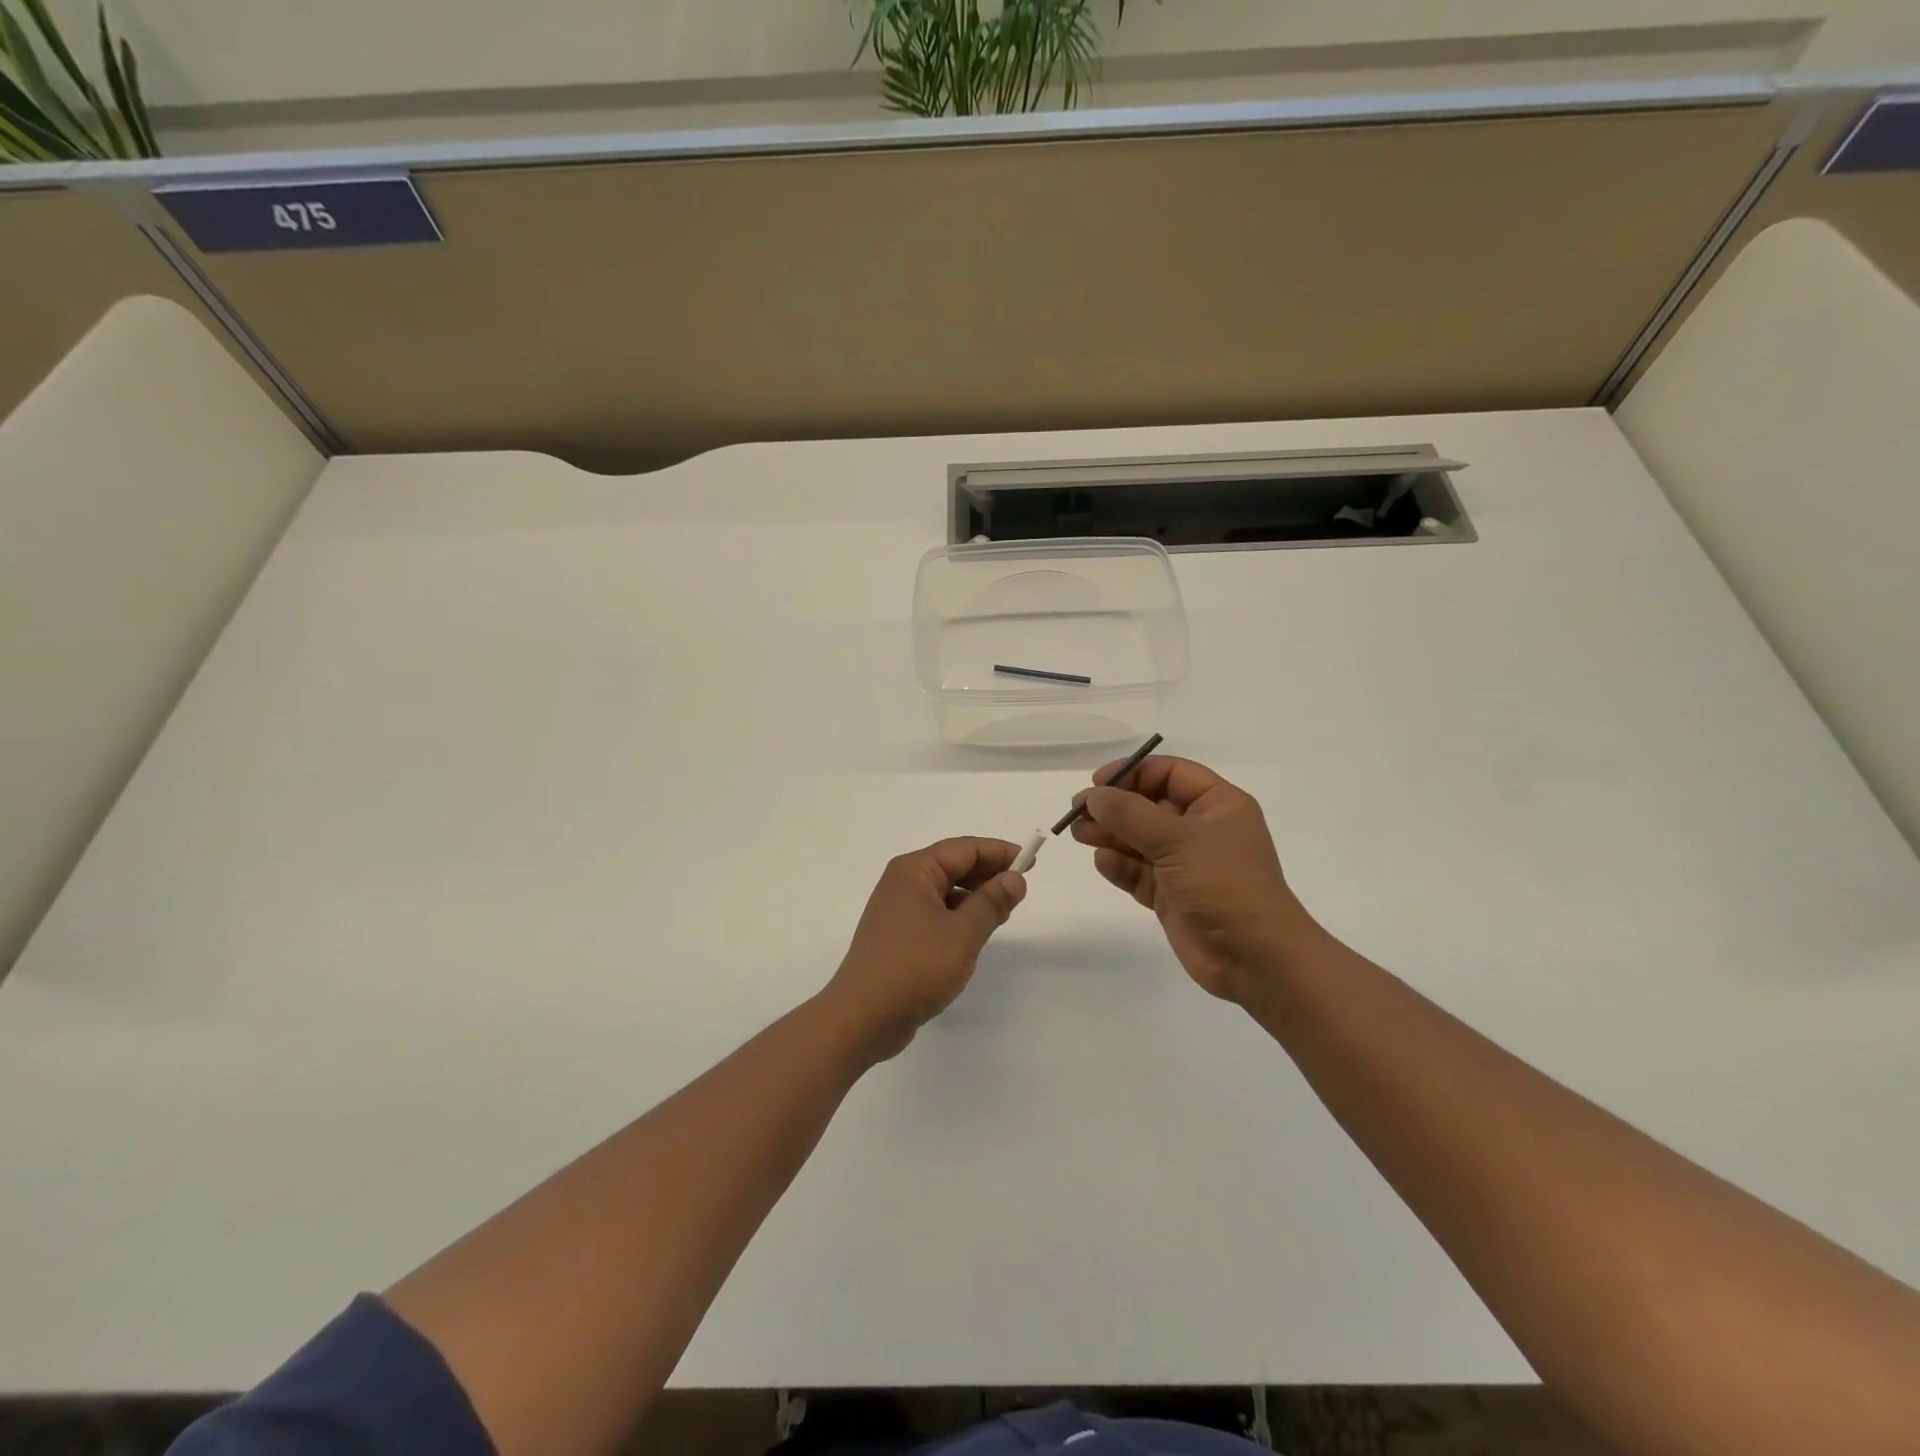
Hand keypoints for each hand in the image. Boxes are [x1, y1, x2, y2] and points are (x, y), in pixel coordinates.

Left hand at [825, 837, 1026, 1059]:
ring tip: (1004, 911)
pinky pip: (935, 913)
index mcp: (914, 871)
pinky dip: (958, 916)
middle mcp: (902, 882)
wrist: (862, 1017)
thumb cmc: (915, 967)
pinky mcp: (898, 935)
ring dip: (974, 896)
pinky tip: (976, 933)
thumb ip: (991, 902)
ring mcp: (897, 910)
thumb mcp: (963, 933)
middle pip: (953, 866)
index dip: (999, 853)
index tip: (1030, 863)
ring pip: (945, 891)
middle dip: (988, 873)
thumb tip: (1014, 878)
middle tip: (1021, 888)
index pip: (964, 849)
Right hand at [1070, 756, 1315, 1004]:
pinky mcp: (1171, 896)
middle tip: (1077, 811)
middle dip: (1114, 807)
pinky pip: (1139, 873)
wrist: (1255, 958)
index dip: (1133, 772)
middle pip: (1149, 805)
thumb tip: (1093, 796)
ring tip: (1079, 834)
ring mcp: (1185, 864)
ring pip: (1139, 840)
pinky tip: (1102, 862)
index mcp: (1217, 805)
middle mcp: (1201, 829)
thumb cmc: (1223, 883)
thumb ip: (1130, 814)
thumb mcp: (1176, 839)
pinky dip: (1120, 866)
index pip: (1170, 774)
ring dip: (1110, 835)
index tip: (1098, 783)